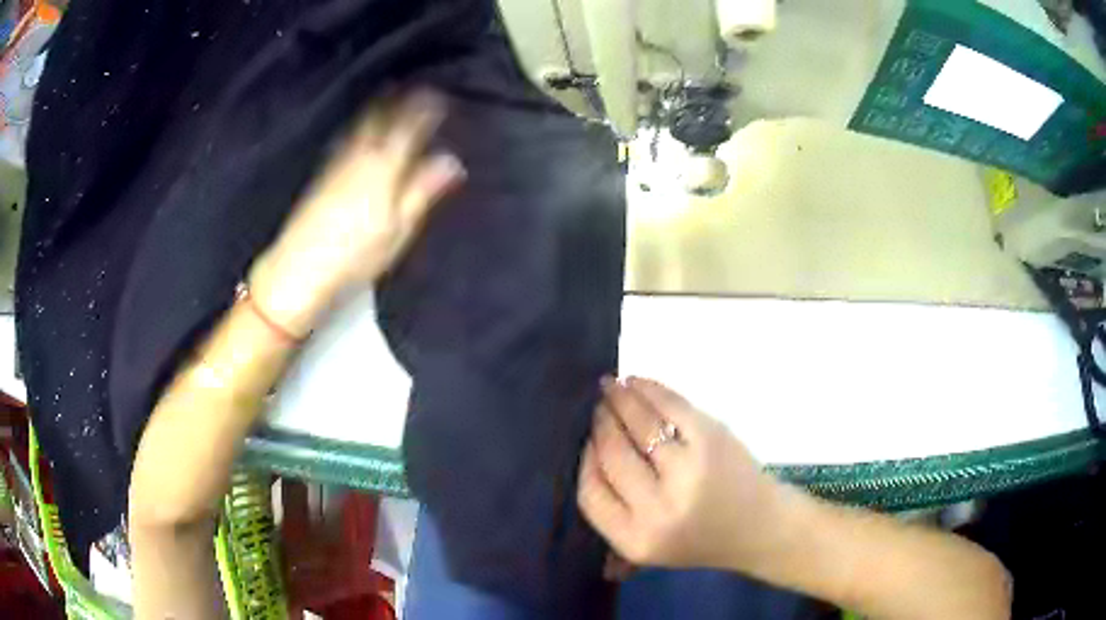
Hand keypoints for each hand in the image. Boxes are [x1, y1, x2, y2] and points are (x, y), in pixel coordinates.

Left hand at [250, 90, 463, 336]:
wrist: (299, 268)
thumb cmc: (356, 254)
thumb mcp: (398, 228)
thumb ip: (422, 190)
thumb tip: (452, 160)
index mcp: (384, 168)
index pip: (408, 129)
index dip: (423, 110)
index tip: (438, 94)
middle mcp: (359, 157)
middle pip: (380, 120)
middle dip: (397, 100)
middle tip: (411, 85)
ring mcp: (337, 164)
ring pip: (361, 126)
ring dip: (377, 107)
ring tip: (388, 94)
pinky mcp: (322, 175)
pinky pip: (346, 138)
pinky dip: (359, 126)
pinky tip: (358, 127)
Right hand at [577, 377, 797, 574]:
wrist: (760, 528)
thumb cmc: (701, 540)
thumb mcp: (649, 554)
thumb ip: (609, 530)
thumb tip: (583, 468)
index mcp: (636, 539)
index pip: (590, 492)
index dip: (585, 460)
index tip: (586, 441)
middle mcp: (658, 508)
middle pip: (612, 454)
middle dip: (601, 424)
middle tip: (597, 408)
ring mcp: (688, 470)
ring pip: (639, 424)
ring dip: (620, 399)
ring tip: (610, 388)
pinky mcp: (712, 440)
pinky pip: (670, 406)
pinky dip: (650, 389)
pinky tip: (637, 383)